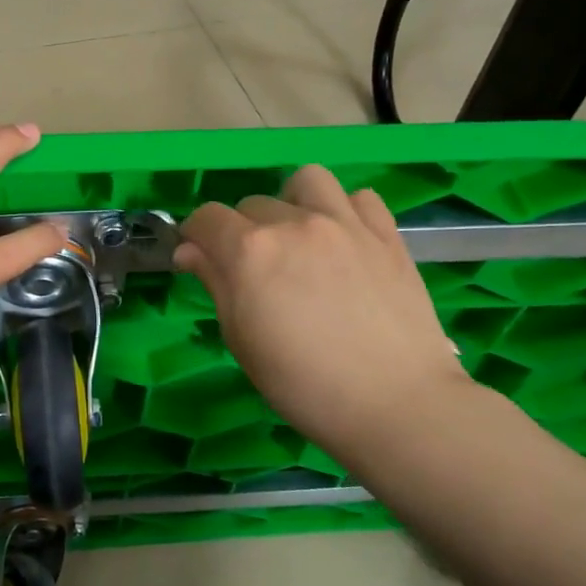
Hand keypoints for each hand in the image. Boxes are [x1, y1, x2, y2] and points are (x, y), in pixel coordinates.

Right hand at [174, 165, 471, 458]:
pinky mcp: (387, 234)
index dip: (195, 236)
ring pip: (306, 181)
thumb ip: (214, 283)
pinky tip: (344, 241)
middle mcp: (294, 223)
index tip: (200, 258)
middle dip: (241, 230)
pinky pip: (359, 197)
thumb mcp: (241, 339)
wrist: (396, 404)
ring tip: (298, 237)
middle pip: (251, 203)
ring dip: (292, 202)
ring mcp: (345, 223)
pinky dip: (344, 210)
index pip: (206, 218)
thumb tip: (189, 250)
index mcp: (250, 251)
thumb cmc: (302, 383)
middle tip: (254, 270)